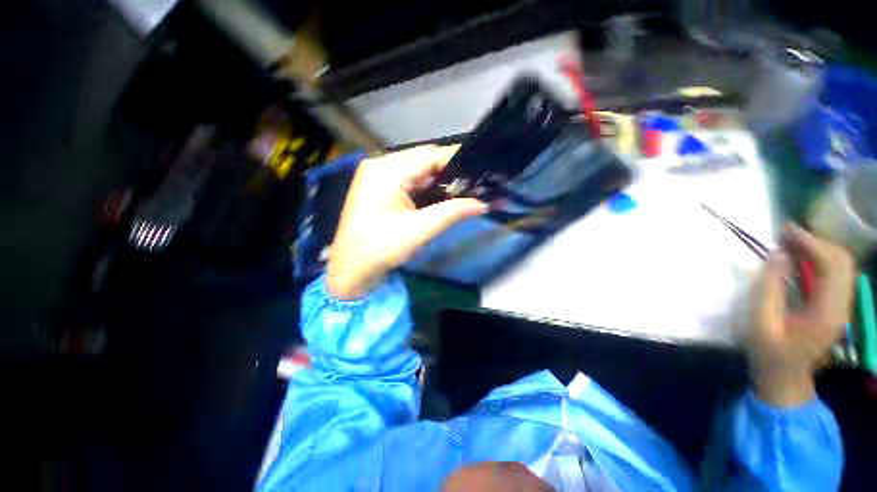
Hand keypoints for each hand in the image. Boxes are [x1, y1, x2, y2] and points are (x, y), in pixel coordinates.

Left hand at [326, 146, 487, 299]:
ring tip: (461, 193)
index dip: (457, 162)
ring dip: (438, 182)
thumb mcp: (420, 230)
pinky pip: (408, 181)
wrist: (351, 270)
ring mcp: (377, 175)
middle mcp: (380, 165)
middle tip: (473, 187)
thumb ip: (452, 212)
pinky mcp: (378, 187)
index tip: (480, 172)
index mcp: (386, 170)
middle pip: (424, 161)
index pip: (430, 155)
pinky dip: (425, 188)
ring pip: (417, 171)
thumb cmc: (381, 249)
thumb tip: (482, 204)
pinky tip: (439, 198)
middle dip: (449, 174)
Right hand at [749, 223, 854, 406]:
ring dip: (818, 249)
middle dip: (816, 242)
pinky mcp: (835, 307)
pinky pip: (835, 274)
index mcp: (827, 313)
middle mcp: (842, 306)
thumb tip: (778, 255)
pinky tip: (799, 259)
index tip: (786, 231)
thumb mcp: (760, 322)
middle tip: (786, 235)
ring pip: (842, 265)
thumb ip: (768, 288)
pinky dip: (819, 260)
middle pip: (842, 262)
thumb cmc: (769, 352)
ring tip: (790, 243)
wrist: (785, 378)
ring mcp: (841, 307)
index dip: (811, 243)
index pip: (832, 266)